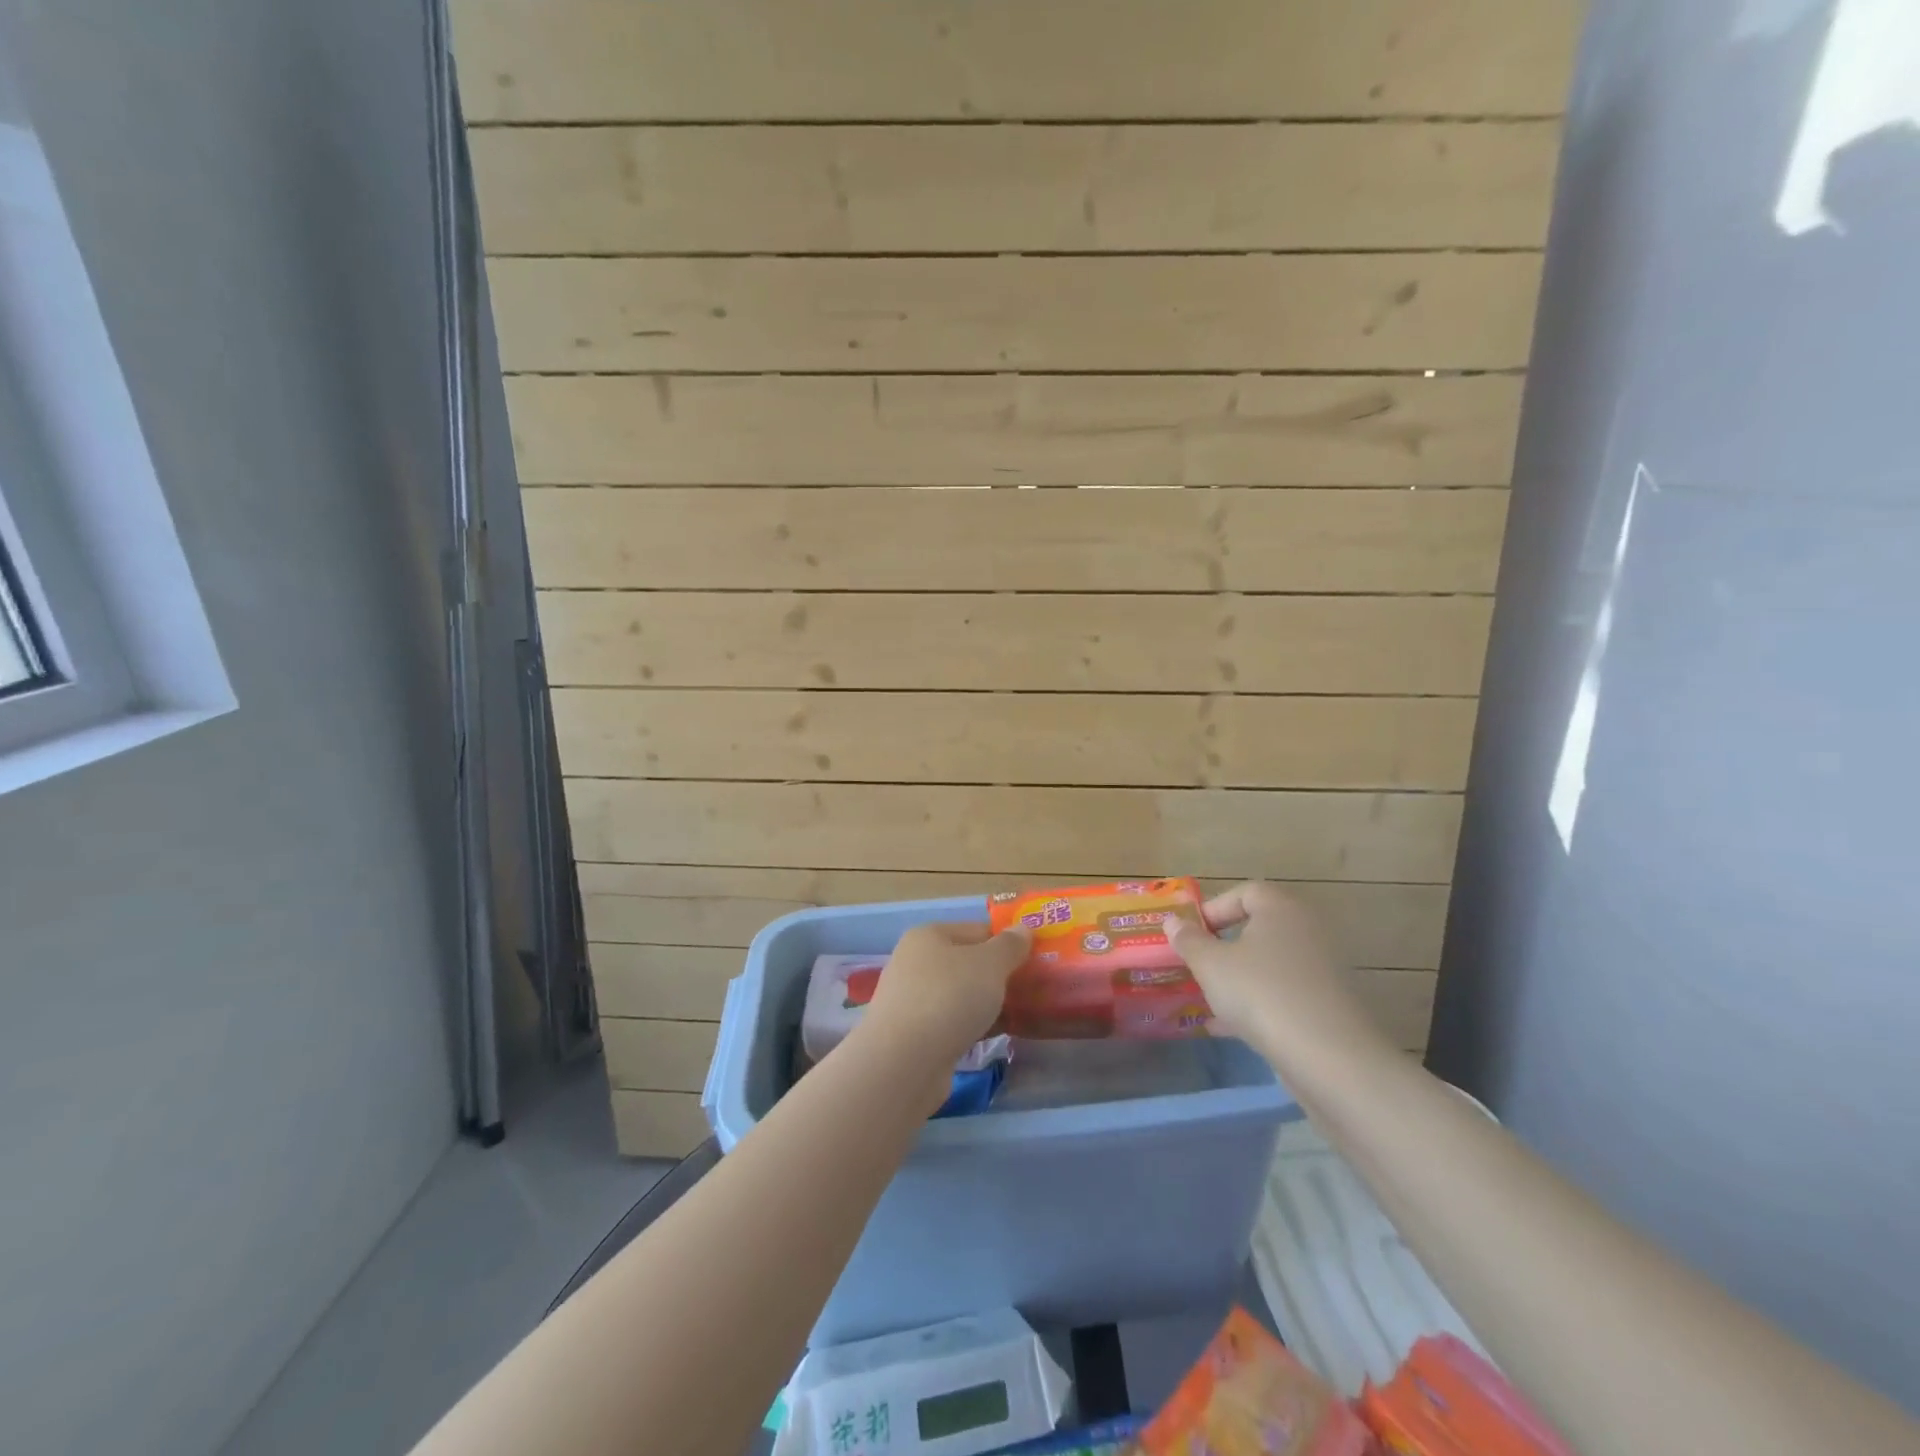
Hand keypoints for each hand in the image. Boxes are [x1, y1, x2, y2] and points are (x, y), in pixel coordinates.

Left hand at [862, 922, 1030, 1065]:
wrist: (903, 1063)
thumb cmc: (949, 998)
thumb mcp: (989, 964)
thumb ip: (1009, 946)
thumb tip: (1022, 929)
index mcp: (928, 935)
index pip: (977, 930)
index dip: (1007, 942)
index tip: (1036, 961)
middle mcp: (915, 962)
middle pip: (967, 963)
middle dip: (999, 976)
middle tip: (1033, 990)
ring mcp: (911, 1000)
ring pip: (960, 995)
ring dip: (986, 1004)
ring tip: (1021, 1016)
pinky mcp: (912, 1035)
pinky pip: (951, 1023)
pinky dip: (972, 1027)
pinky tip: (993, 1037)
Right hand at [1167, 883, 1392, 1066]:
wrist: (1328, 1057)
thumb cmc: (1261, 993)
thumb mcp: (1211, 964)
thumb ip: (1189, 940)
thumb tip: (1174, 921)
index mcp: (1281, 909)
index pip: (1246, 892)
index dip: (1214, 909)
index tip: (1192, 934)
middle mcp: (1307, 931)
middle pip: (1259, 929)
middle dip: (1224, 947)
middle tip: (1198, 965)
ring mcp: (1322, 970)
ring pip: (1270, 965)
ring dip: (1239, 978)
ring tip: (1208, 999)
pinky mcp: (1328, 1006)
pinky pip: (1284, 994)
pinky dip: (1258, 1005)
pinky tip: (1228, 1028)